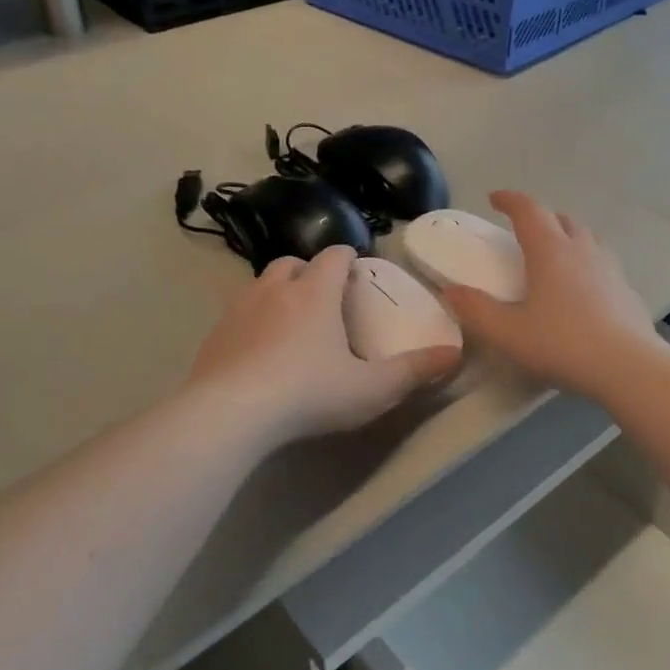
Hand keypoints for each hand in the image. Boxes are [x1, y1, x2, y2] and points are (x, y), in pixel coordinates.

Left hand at [188, 246, 458, 446]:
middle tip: (323, 298)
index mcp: (314, 294)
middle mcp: (275, 290)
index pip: (333, 256)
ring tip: (290, 322)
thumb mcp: (370, 389)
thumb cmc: (308, 394)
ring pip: (261, 284)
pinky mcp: (214, 334)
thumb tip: (455, 354)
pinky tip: (258, 351)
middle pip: (292, 263)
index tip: (357, 272)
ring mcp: (239, 309)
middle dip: (309, 272)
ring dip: (278, 292)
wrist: (230, 413)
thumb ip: (413, 371)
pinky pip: (237, 313)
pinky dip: (252, 320)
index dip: (347, 258)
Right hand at [442, 191, 661, 399]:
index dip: (509, 200)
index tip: (494, 199)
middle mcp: (582, 249)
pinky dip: (585, 263)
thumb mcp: (508, 332)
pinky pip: (602, 262)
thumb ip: (476, 310)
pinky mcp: (626, 290)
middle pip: (561, 218)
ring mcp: (609, 268)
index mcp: (550, 250)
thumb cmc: (562, 344)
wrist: (628, 367)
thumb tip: (451, 291)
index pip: (528, 210)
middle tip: (522, 231)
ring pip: (586, 237)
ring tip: (553, 256)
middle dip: (540, 217)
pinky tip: (581, 290)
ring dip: (566, 236)